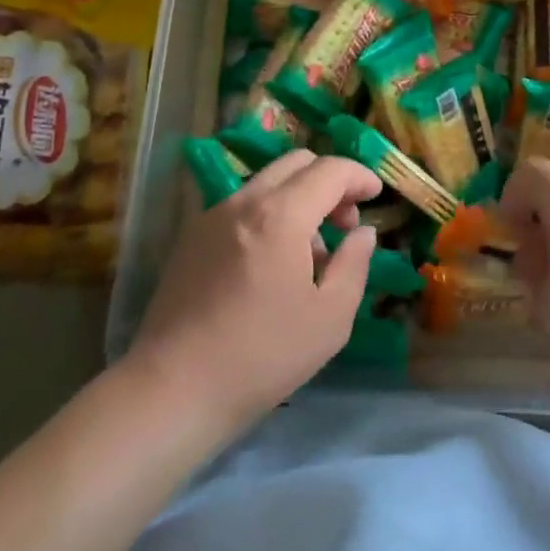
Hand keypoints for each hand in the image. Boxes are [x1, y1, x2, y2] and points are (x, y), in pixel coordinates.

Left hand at [124, 149, 379, 437]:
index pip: (330, 170)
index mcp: (280, 214)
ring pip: (268, 181)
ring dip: (299, 197)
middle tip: (345, 222)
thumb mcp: (330, 318)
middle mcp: (244, 200)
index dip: (359, 176)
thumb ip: (354, 264)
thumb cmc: (262, 356)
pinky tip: (271, 262)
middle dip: (330, 181)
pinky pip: (243, 204)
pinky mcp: (192, 235)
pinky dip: (270, 213)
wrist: (173, 388)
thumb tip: (362, 232)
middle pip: (297, 162)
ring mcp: (212, 214)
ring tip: (310, 251)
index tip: (376, 195)